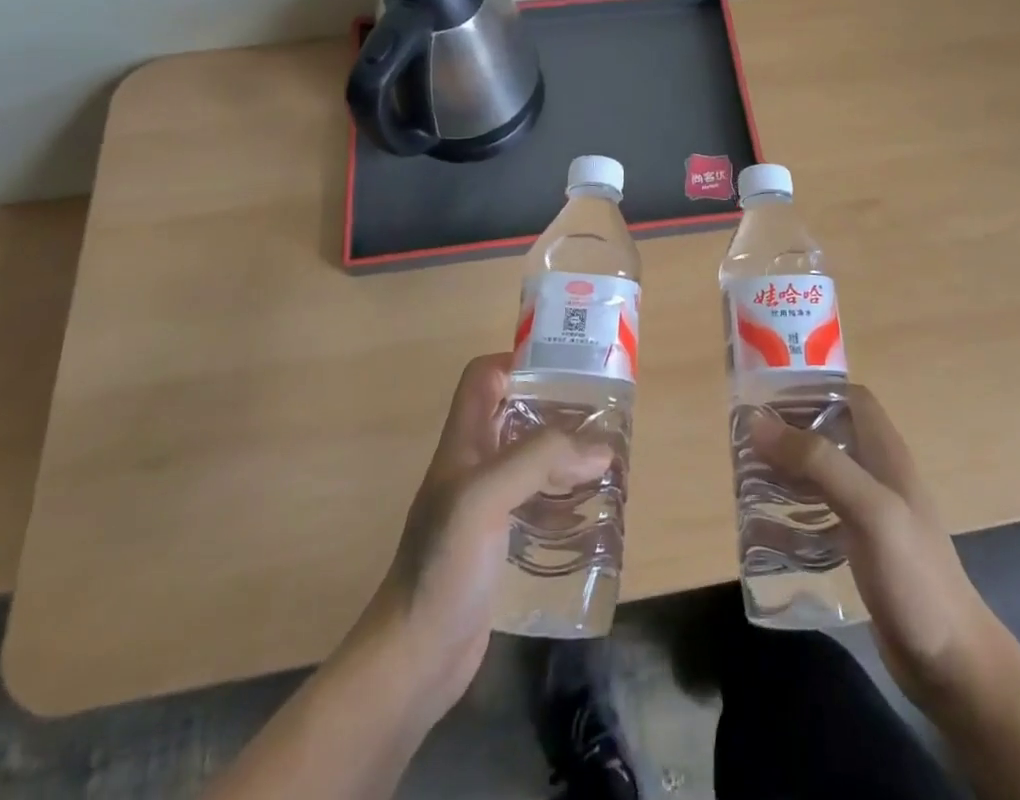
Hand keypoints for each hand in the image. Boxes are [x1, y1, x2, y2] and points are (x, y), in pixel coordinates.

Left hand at [361, 353, 611, 721]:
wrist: (414, 658)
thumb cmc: (444, 564)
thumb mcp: (487, 496)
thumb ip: (541, 459)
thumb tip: (601, 448)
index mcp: (462, 443)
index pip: (483, 378)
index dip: (517, 361)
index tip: (563, 368)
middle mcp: (472, 466)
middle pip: (514, 416)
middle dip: (555, 410)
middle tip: (600, 417)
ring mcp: (483, 508)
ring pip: (529, 461)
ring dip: (564, 456)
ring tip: (605, 460)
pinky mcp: (496, 545)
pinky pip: (535, 505)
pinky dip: (562, 499)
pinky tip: (589, 512)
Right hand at [749, 386, 994, 714]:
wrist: (952, 664)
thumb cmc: (914, 576)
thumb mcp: (868, 508)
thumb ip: (818, 461)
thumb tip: (758, 422)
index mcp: (886, 454)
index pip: (850, 398)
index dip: (812, 391)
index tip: (768, 402)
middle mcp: (878, 476)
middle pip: (830, 434)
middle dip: (789, 433)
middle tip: (747, 445)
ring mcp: (871, 515)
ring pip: (822, 476)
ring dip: (786, 473)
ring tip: (747, 481)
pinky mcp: (862, 551)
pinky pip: (819, 520)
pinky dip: (792, 519)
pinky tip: (765, 532)